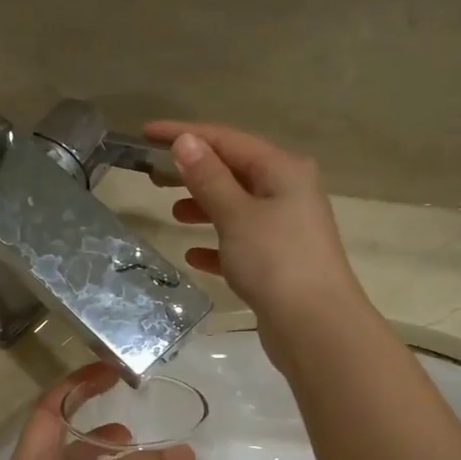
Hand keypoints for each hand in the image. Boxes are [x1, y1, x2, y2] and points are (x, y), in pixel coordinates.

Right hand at [144, 121, 366, 339]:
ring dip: (205, 206)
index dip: (185, 134)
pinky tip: (194, 254)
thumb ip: (208, 177)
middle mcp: (288, 191)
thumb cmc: (275, 261)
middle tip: (154, 175)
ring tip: (172, 213)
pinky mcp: (280, 261)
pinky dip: (217, 244)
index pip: (227, 140)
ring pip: (237, 207)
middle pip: (234, 171)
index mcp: (282, 170)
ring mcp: (286, 228)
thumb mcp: (236, 214)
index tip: (145, 133)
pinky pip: (241, 242)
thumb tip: (186, 141)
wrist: (315, 326)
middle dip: (194, 171)